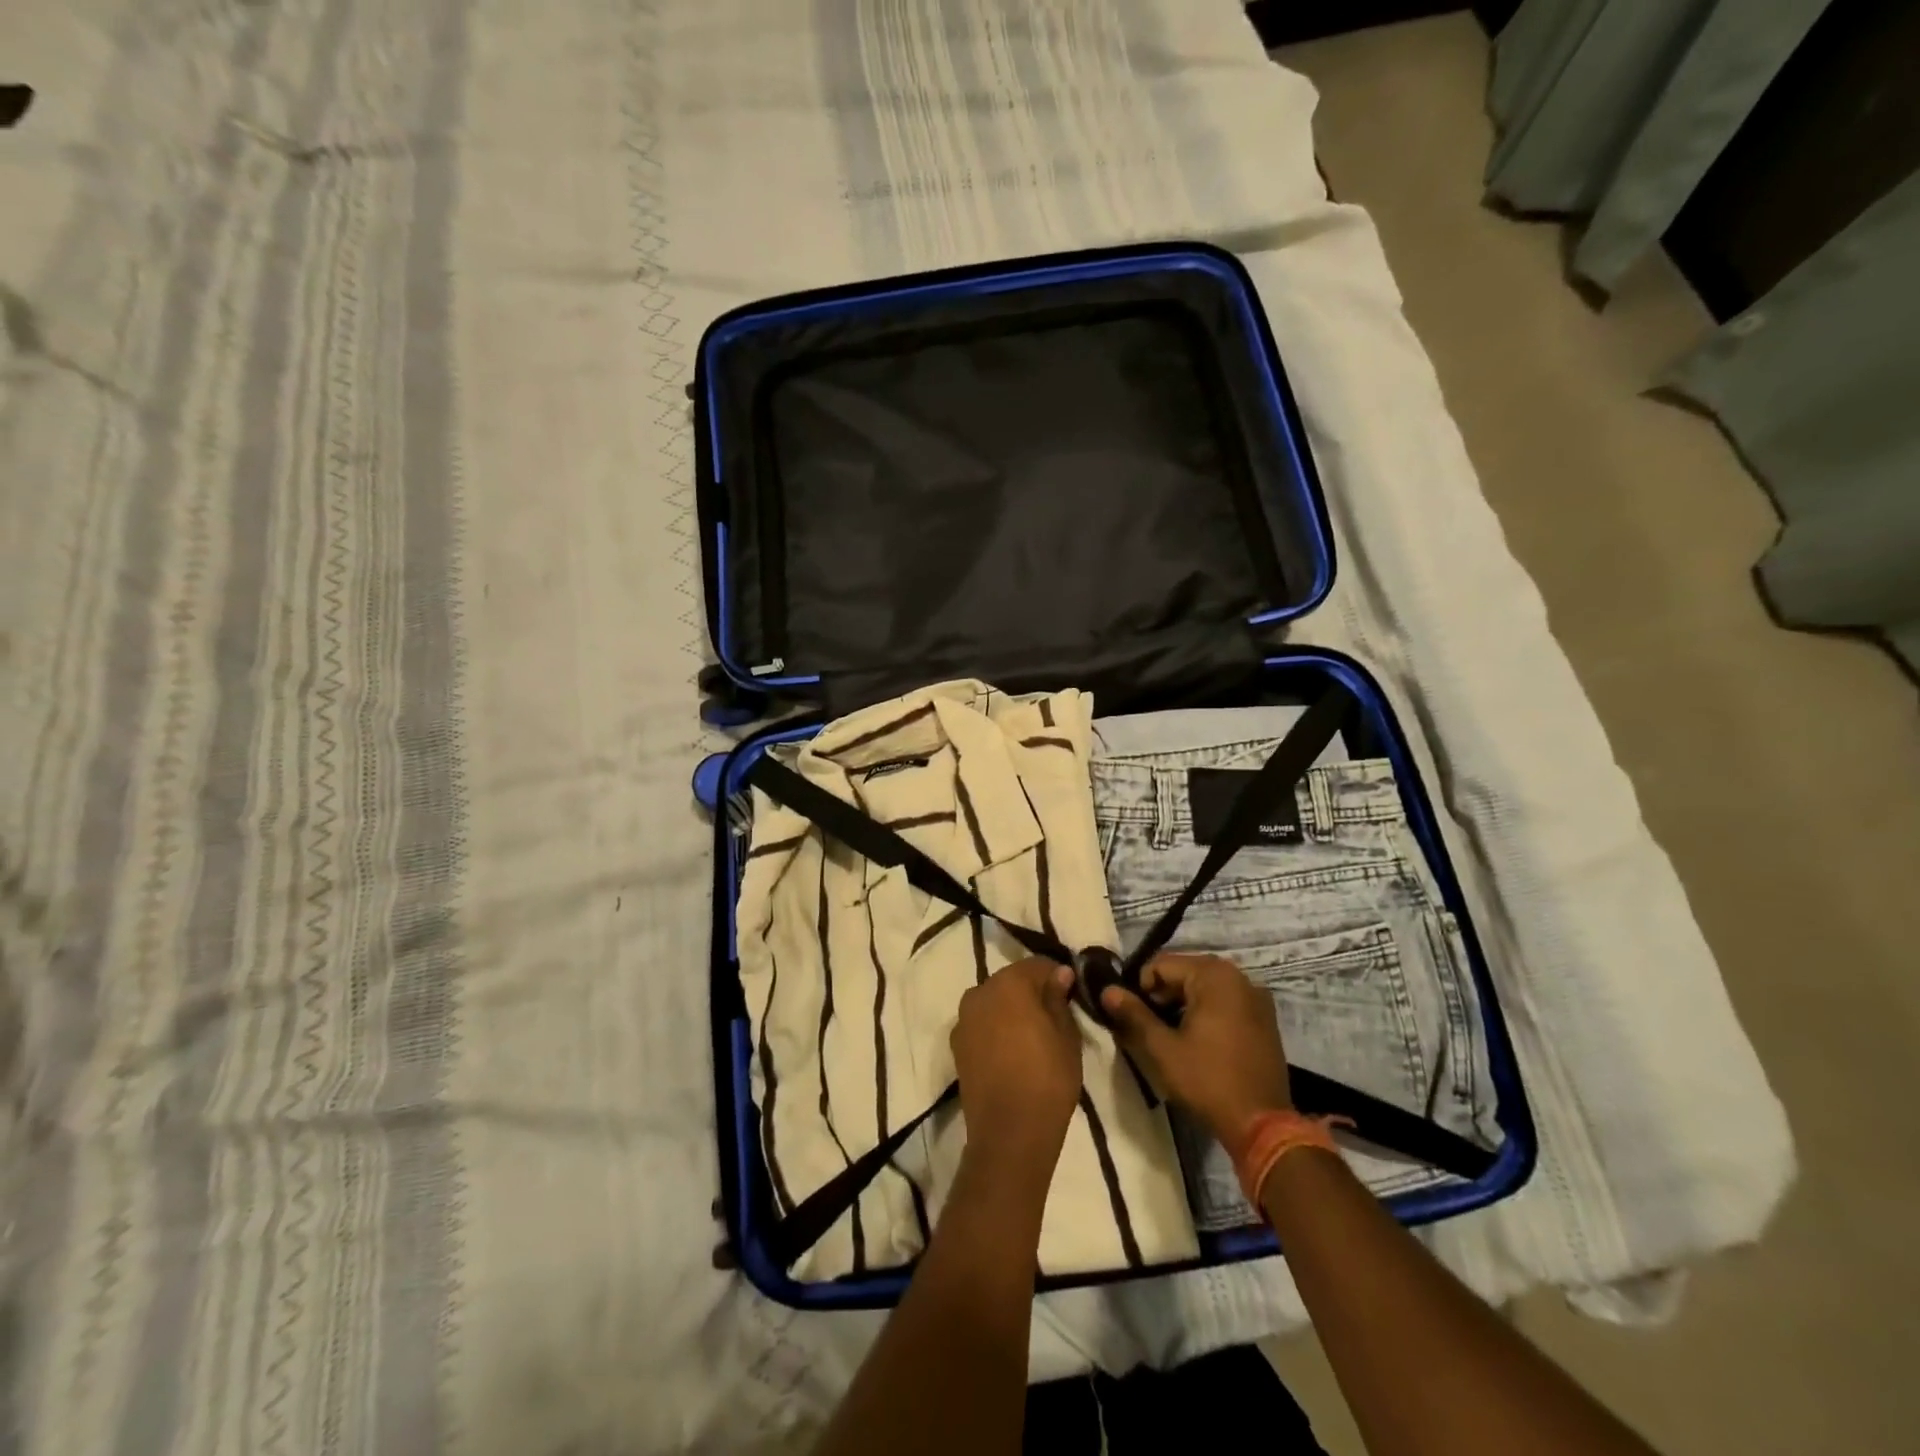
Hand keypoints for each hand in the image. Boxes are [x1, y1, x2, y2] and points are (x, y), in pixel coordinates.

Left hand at [951, 958, 1083, 1185]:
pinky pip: (982, 1024)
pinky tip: (1013, 1052)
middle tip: (1054, 1016)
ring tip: (1033, 1037)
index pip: (1037, 965)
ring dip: (1011, 1011)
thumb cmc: (1047, 1079)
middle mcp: (979, 992)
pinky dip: (996, 1029)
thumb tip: (1060, 974)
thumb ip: (1059, 999)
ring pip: (994, 1002)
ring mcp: (963, 1019)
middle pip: (1011, 981)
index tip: (1071, 995)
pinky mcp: (957, 1045)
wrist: (1009, 1133)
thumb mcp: (1067, 1036)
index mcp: (1008, 983)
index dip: (1057, 977)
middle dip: (1032, 992)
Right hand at [1100, 953, 1291, 1146]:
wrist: (1263, 1125)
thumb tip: (1107, 990)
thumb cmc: (1208, 1081)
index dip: (1140, 987)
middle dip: (1162, 995)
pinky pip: (1226, 1001)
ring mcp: (1256, 997)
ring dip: (1183, 1003)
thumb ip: (1133, 1014)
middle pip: (1185, 972)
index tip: (1133, 1016)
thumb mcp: (1162, 1048)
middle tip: (1149, 1027)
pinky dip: (1206, 1011)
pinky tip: (1198, 1040)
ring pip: (1205, 987)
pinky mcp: (1265, 1018)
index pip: (1162, 964)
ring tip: (1170, 1035)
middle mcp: (1238, 977)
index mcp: (1214, 976)